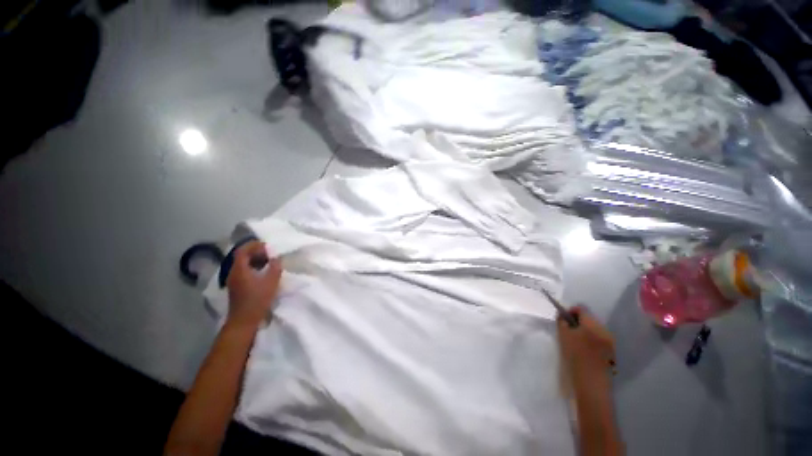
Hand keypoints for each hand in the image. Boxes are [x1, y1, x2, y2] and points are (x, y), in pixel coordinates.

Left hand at [226, 241, 282, 327]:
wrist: (244, 320)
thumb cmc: (258, 299)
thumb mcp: (271, 282)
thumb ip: (275, 267)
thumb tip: (276, 257)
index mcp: (239, 269)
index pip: (242, 250)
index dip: (254, 245)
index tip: (267, 245)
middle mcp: (233, 272)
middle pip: (241, 256)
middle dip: (255, 251)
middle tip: (269, 252)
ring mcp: (233, 280)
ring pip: (242, 263)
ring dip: (254, 259)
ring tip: (268, 260)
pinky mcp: (236, 286)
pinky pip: (243, 270)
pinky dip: (252, 266)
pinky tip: (262, 271)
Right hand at [557, 306, 614, 377]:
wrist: (591, 382)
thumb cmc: (575, 356)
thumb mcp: (563, 336)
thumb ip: (562, 322)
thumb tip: (562, 316)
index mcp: (592, 324)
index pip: (581, 309)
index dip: (570, 311)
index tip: (563, 319)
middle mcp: (604, 329)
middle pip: (589, 318)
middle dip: (578, 322)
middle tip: (568, 330)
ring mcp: (610, 341)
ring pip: (594, 328)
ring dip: (585, 330)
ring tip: (576, 341)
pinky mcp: (612, 350)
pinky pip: (600, 338)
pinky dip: (591, 339)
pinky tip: (585, 350)